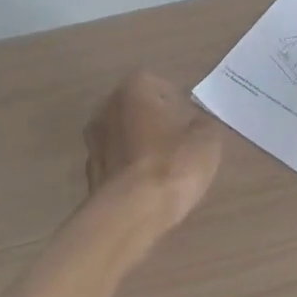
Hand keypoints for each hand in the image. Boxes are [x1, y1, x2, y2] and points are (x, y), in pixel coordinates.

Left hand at [84, 70, 223, 238]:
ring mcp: (93, 142)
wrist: (132, 211)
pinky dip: (130, 171)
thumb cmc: (172, 164)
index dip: (177, 103)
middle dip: (155, 123)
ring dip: (140, 147)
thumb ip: (203, 126)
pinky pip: (117, 165)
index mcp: (134, 90)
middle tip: (179, 144)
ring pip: (124, 137)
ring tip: (165, 169)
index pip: (158, 84)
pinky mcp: (90, 174)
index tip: (191, 123)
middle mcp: (106, 108)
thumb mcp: (207, 140)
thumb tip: (197, 125)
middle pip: (136, 110)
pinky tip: (148, 188)